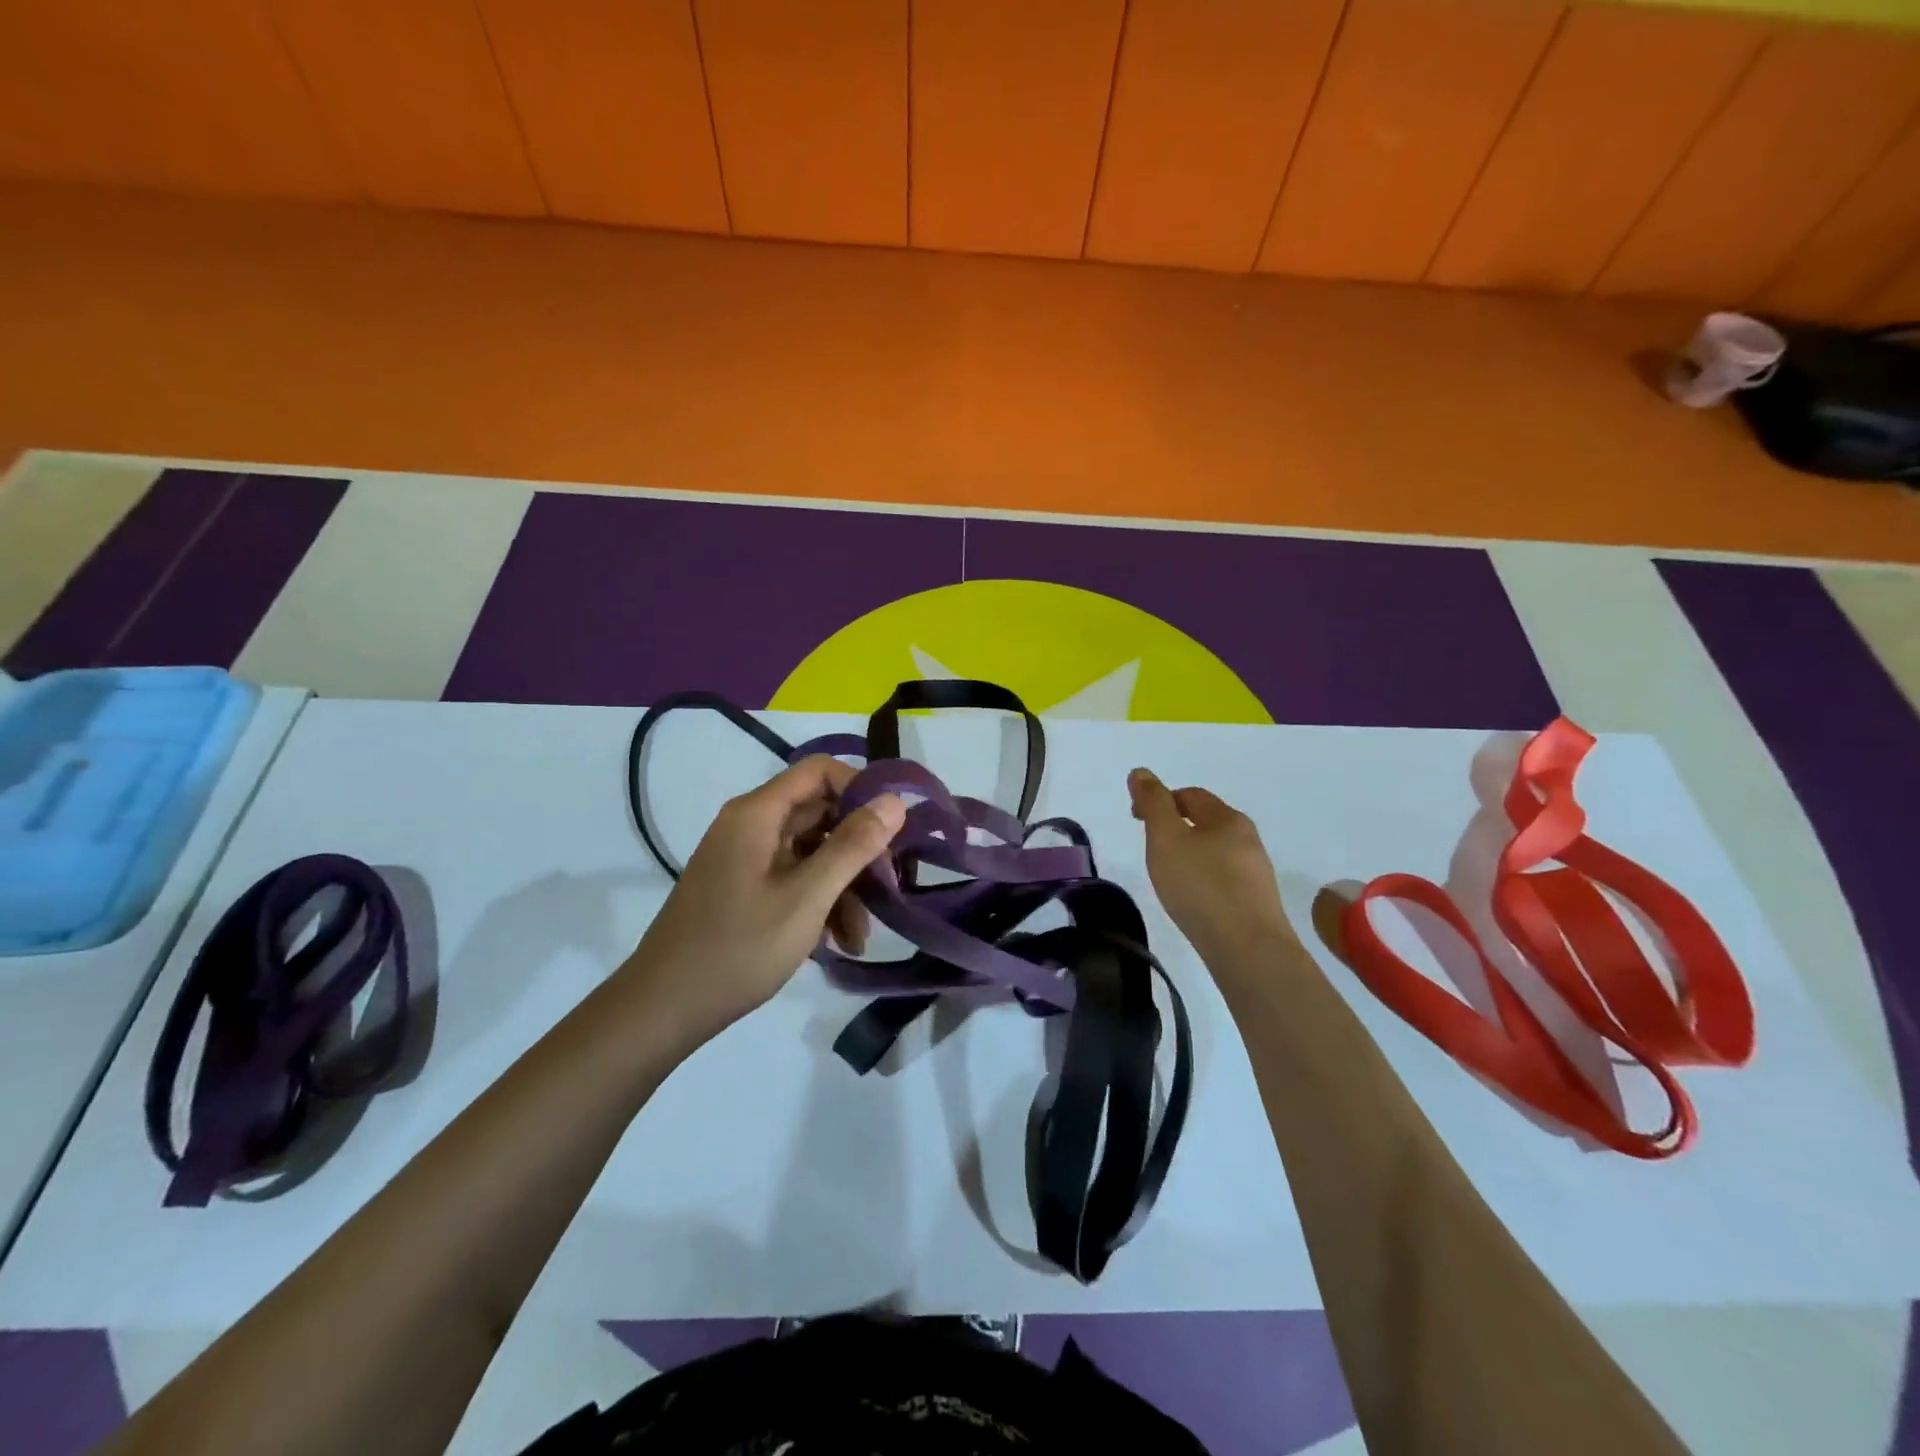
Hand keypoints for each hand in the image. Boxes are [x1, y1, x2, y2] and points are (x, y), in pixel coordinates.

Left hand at [625, 755, 905, 1042]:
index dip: (860, 789)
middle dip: (859, 849)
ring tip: (861, 935)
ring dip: (844, 886)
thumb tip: (895, 800)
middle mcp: (750, 825)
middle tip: (889, 886)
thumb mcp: (806, 897)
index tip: (893, 828)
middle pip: (820, 813)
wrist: (663, 1009)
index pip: (819, 771)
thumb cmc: (738, 948)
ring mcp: (746, 858)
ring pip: (812, 851)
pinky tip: (838, 942)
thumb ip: (853, 846)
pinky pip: (795, 878)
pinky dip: (820, 902)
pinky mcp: (745, 888)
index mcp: (757, 814)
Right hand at [1128, 768, 1295, 962]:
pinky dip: (1202, 878)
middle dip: (1175, 827)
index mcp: (1227, 818)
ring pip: (1215, 851)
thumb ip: (1152, 803)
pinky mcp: (1256, 902)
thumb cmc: (1200, 885)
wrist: (1247, 948)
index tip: (1135, 819)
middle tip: (1149, 848)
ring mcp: (1256, 872)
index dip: (1159, 800)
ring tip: (1167, 876)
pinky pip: (1223, 878)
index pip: (1190, 795)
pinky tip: (1191, 899)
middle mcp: (1248, 839)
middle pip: (1205, 822)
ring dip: (1189, 854)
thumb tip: (1140, 772)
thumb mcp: (1166, 837)